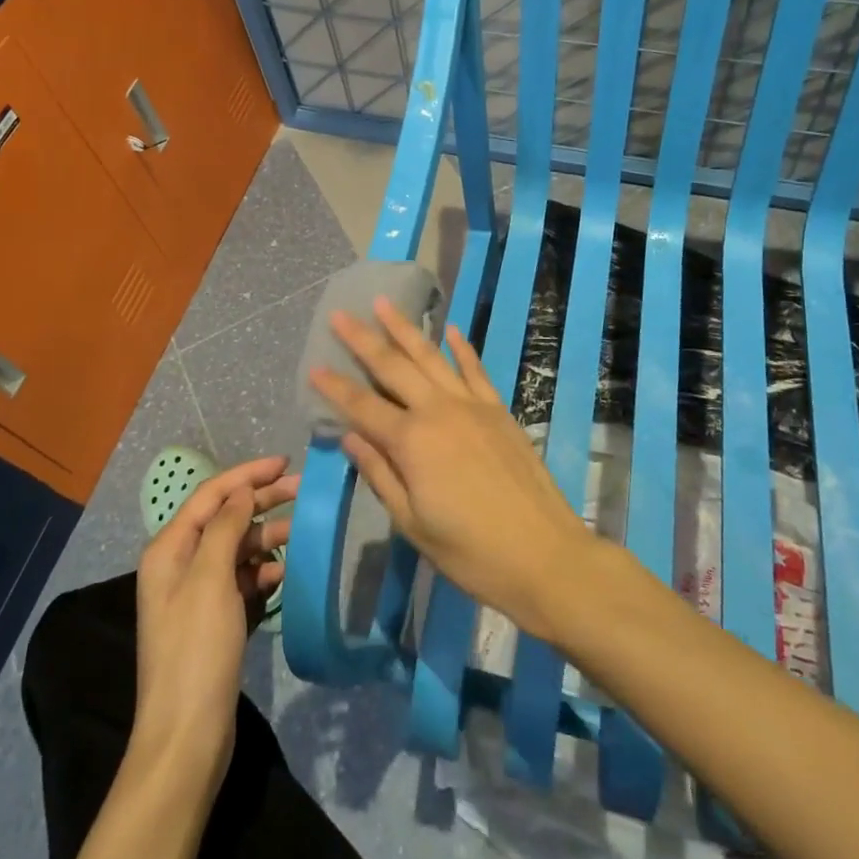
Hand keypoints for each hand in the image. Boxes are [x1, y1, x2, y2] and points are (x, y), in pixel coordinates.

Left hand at [133, 456, 297, 779]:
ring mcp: (196, 595)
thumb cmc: (196, 651)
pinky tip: (283, 577)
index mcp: (170, 549)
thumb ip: (226, 528)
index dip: (248, 475)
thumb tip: (241, 493)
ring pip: (236, 550)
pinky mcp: (212, 621)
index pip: (212, 495)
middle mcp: (179, 565)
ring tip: (301, 536)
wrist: (186, 738)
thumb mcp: (211, 580)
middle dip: (262, 502)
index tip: (286, 463)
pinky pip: (241, 581)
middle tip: (303, 492)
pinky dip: (262, 574)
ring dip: (266, 539)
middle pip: (225, 519)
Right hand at [308, 298, 591, 637]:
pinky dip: (461, 348)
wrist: (544, 555)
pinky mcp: (498, 409)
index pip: (362, 406)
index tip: (313, 365)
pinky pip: (475, 369)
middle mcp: (438, 410)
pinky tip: (451, 329)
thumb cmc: (470, 551)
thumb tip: (350, 436)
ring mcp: (472, 405)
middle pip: (393, 367)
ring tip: (384, 303)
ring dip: (405, 329)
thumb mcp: (412, 523)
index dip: (335, 387)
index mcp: (411, 442)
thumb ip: (379, 474)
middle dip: (363, 339)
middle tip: (339, 315)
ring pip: (431, 356)